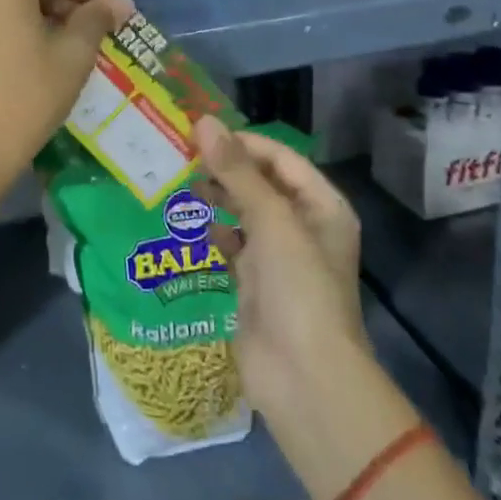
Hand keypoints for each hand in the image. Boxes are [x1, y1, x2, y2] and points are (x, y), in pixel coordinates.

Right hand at [190, 118, 416, 499]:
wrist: (304, 379)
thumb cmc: (298, 289)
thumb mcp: (270, 221)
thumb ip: (236, 171)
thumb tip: (204, 120)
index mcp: (321, 206)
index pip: (279, 158)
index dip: (241, 142)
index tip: (198, 133)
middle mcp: (302, 225)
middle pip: (260, 182)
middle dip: (224, 168)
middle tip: (180, 155)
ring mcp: (278, 256)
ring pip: (243, 211)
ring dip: (215, 196)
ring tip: (180, 183)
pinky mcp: (254, 282)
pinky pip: (231, 244)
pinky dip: (212, 231)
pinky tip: (188, 223)